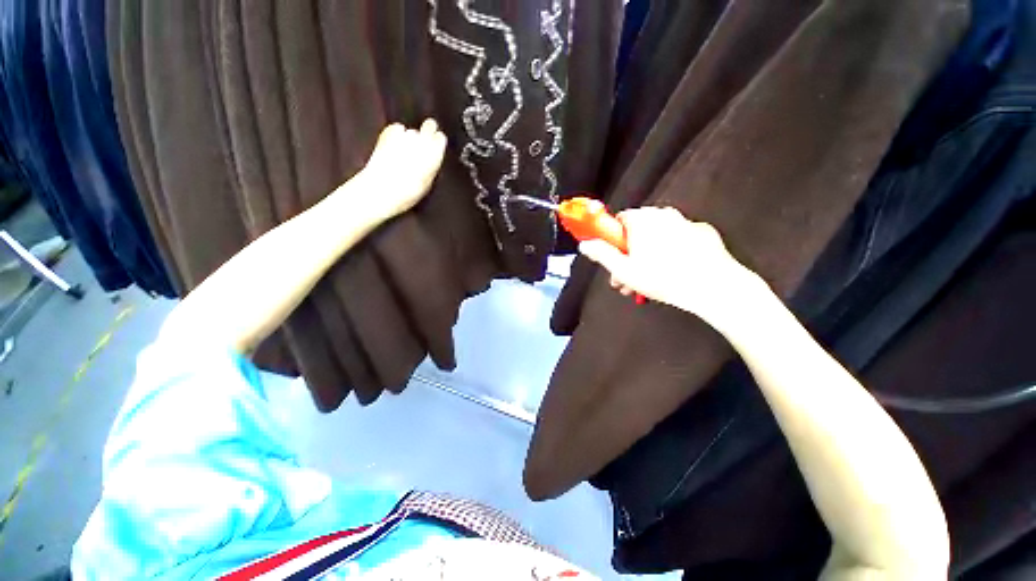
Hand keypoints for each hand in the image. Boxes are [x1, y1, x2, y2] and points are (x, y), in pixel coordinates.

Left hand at [356, 119, 446, 219]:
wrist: (384, 188)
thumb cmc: (408, 191)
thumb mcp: (428, 183)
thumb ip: (432, 167)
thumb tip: (431, 161)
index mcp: (435, 154)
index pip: (441, 138)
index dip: (437, 141)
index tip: (435, 145)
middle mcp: (423, 141)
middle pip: (429, 126)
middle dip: (427, 132)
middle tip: (423, 142)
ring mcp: (405, 135)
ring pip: (412, 132)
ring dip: (410, 139)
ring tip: (404, 154)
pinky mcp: (389, 132)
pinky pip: (397, 129)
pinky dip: (396, 135)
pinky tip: (393, 147)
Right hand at [579, 207, 762, 328]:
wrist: (713, 285)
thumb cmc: (663, 277)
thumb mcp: (623, 270)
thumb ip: (601, 254)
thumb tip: (585, 245)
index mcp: (641, 220)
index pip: (618, 221)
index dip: (612, 241)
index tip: (613, 259)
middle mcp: (663, 214)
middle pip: (637, 231)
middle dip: (629, 255)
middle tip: (627, 278)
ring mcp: (685, 222)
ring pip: (657, 238)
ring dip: (647, 257)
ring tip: (647, 283)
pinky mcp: (702, 233)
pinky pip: (678, 241)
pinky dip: (670, 253)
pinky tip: (672, 273)